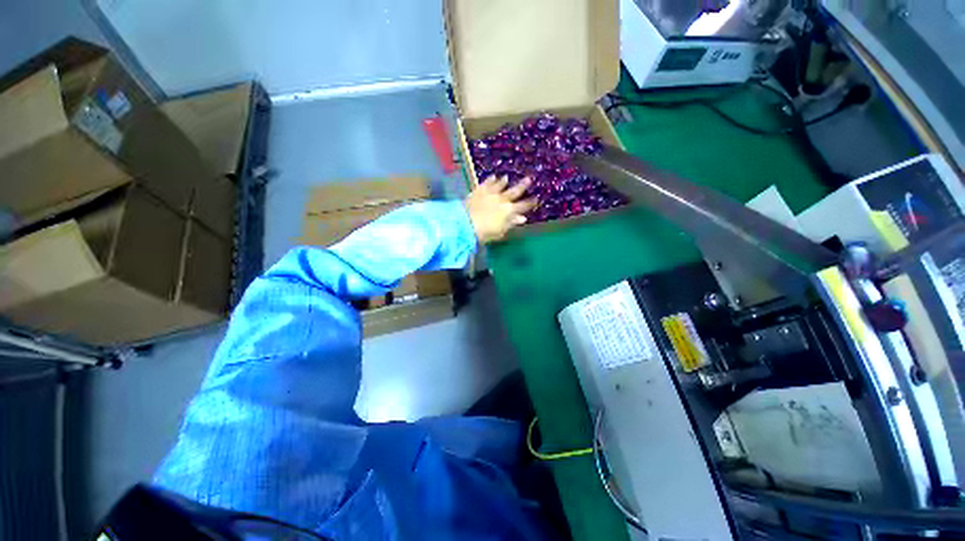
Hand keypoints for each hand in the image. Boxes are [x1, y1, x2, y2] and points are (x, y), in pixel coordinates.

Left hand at [465, 176, 538, 243]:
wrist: (466, 223)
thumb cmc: (485, 232)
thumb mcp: (501, 231)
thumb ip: (511, 223)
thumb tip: (522, 218)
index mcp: (509, 211)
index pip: (523, 206)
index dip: (530, 203)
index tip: (536, 198)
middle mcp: (502, 199)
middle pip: (514, 191)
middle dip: (522, 186)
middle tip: (529, 179)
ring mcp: (490, 193)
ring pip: (500, 185)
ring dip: (504, 181)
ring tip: (507, 177)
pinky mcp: (479, 190)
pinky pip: (486, 183)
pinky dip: (490, 179)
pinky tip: (492, 176)